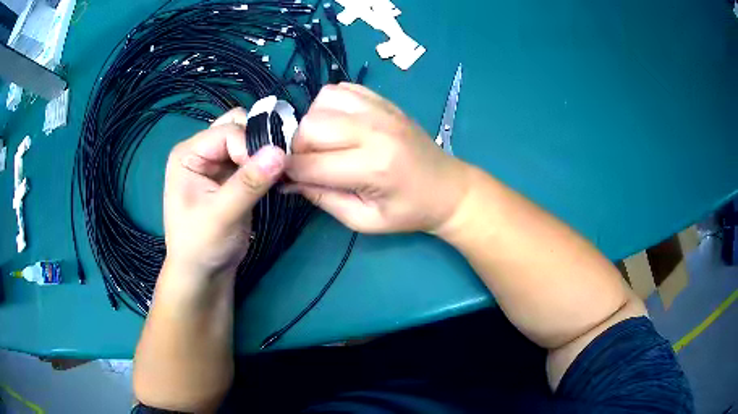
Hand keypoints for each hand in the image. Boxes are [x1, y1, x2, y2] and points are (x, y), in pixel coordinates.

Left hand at [163, 108, 285, 278]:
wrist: (204, 273)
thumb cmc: (201, 246)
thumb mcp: (221, 215)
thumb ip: (248, 183)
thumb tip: (280, 152)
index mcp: (188, 153)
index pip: (227, 132)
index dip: (250, 146)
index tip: (268, 171)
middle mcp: (201, 151)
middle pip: (237, 126)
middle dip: (258, 142)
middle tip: (274, 166)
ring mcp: (217, 162)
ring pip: (248, 139)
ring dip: (264, 151)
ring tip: (275, 173)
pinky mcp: (231, 175)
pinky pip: (253, 157)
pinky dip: (266, 163)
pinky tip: (274, 178)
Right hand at [286, 83, 469, 233]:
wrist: (448, 188)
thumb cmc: (409, 211)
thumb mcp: (365, 220)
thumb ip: (323, 199)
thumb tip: (287, 181)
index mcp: (373, 167)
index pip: (309, 163)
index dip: (290, 172)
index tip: (287, 179)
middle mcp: (374, 130)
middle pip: (310, 126)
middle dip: (297, 147)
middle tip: (307, 163)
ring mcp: (380, 110)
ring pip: (321, 102)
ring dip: (311, 123)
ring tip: (323, 143)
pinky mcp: (383, 100)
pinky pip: (340, 89)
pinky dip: (328, 105)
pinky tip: (337, 124)